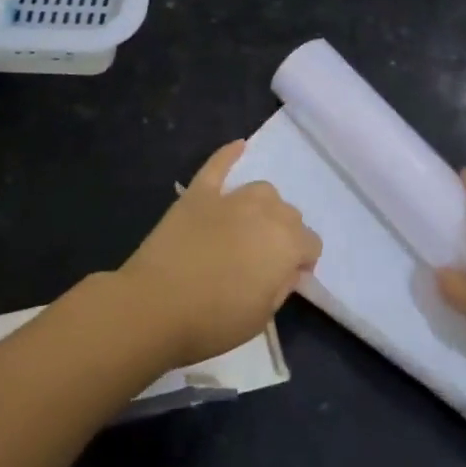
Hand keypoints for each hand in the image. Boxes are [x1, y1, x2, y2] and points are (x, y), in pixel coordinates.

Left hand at [118, 141, 320, 367]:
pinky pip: (218, 165)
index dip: (301, 262)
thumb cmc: (212, 321)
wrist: (154, 307)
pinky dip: (229, 155)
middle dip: (284, 234)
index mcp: (286, 244)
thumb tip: (289, 269)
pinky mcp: (199, 193)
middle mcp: (265, 213)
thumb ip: (282, 286)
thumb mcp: (261, 317)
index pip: (311, 244)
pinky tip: (239, 146)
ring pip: (262, 190)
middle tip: (262, 260)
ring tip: (250, 227)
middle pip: (289, 214)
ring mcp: (230, 199)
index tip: (284, 279)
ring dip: (264, 207)